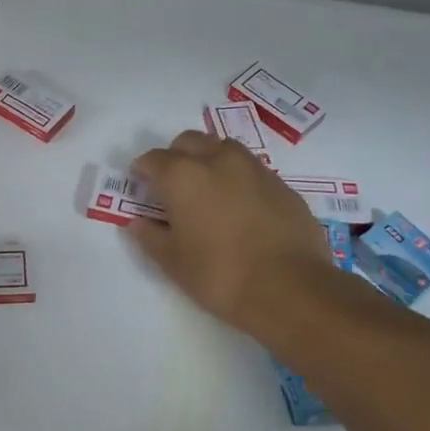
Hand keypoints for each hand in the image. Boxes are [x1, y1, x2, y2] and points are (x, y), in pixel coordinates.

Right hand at [127, 130, 338, 344]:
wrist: (290, 288)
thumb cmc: (219, 274)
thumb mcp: (173, 262)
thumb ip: (151, 237)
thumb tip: (139, 223)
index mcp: (183, 176)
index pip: (153, 159)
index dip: (142, 170)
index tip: (140, 184)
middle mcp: (217, 160)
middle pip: (189, 142)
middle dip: (175, 156)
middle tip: (172, 185)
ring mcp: (254, 169)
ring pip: (223, 149)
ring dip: (209, 160)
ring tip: (208, 190)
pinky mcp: (282, 185)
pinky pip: (251, 170)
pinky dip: (238, 179)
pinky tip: (240, 207)